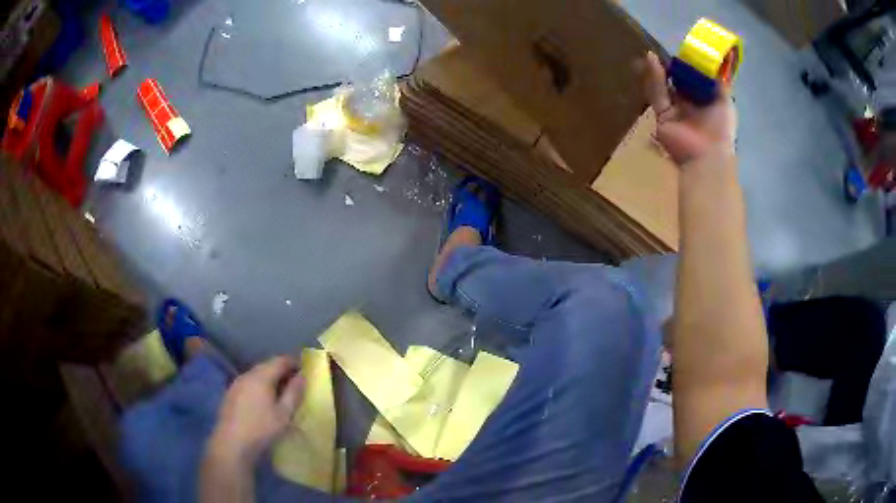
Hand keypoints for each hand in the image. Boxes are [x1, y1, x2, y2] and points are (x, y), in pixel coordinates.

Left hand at [209, 356, 305, 465]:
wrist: (232, 443)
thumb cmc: (262, 428)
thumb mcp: (284, 414)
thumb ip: (294, 393)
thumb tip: (302, 376)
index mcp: (261, 376)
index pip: (280, 360)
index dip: (294, 362)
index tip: (305, 370)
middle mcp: (247, 374)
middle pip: (267, 366)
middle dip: (282, 371)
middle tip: (295, 384)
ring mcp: (237, 383)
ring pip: (257, 375)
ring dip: (270, 380)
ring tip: (281, 394)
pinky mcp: (231, 394)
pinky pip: (249, 384)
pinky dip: (260, 387)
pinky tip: (263, 402)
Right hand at [642, 51, 737, 164]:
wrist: (707, 156)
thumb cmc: (721, 130)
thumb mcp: (726, 103)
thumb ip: (720, 84)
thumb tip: (718, 63)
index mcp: (705, 104)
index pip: (695, 81)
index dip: (689, 67)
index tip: (685, 53)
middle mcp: (689, 107)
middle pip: (677, 83)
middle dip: (673, 68)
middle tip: (668, 52)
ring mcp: (674, 112)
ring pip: (664, 87)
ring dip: (660, 70)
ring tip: (654, 53)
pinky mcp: (661, 116)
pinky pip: (657, 94)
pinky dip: (654, 78)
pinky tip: (652, 60)